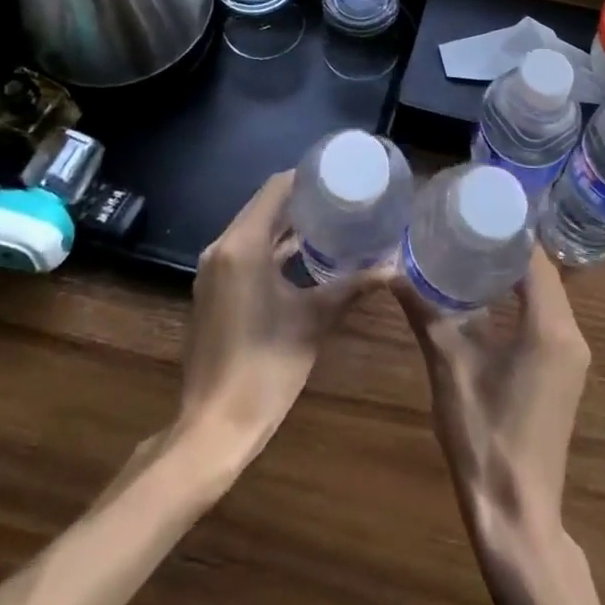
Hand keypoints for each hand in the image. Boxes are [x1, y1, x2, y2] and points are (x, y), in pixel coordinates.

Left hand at [177, 170, 382, 454]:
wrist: (212, 429)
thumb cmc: (265, 369)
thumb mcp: (314, 321)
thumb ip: (352, 286)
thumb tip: (392, 267)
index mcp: (243, 245)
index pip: (276, 188)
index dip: (307, 177)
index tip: (340, 175)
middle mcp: (222, 248)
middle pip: (264, 205)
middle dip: (301, 198)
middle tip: (341, 196)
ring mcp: (214, 270)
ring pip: (253, 228)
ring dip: (286, 223)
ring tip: (329, 219)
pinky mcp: (213, 290)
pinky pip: (244, 250)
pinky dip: (271, 246)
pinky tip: (302, 254)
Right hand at [395, 247, 590, 545]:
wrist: (516, 517)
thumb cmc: (483, 438)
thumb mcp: (449, 368)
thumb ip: (425, 313)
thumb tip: (392, 271)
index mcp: (550, 326)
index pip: (535, 256)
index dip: (509, 228)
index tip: (477, 206)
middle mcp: (572, 333)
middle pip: (543, 271)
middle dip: (508, 245)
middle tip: (468, 222)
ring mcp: (572, 356)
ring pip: (547, 293)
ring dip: (516, 272)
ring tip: (473, 248)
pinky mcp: (564, 372)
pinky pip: (547, 316)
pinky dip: (522, 298)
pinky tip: (488, 295)